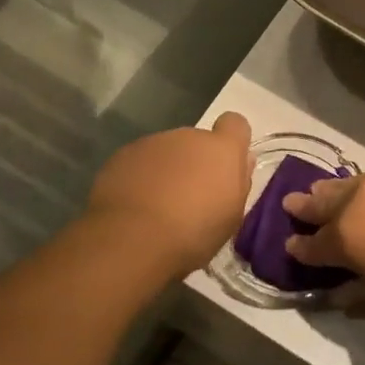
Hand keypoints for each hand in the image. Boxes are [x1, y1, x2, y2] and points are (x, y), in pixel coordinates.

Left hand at [86, 113, 252, 275]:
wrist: (132, 240)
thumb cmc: (194, 233)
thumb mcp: (231, 216)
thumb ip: (238, 181)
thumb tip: (242, 160)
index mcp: (221, 149)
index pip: (235, 124)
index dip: (232, 141)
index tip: (226, 166)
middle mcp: (187, 136)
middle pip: (197, 142)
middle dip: (196, 163)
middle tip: (190, 198)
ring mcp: (152, 142)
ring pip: (167, 152)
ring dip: (167, 170)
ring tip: (158, 206)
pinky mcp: (122, 155)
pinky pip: (139, 162)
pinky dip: (140, 177)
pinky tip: (135, 206)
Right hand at [282, 166, 364, 309]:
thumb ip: (358, 292)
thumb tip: (335, 295)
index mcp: (345, 237)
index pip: (313, 244)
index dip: (300, 247)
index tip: (290, 244)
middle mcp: (358, 202)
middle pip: (324, 202)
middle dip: (307, 206)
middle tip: (293, 203)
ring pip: (350, 184)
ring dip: (334, 190)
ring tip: (324, 189)